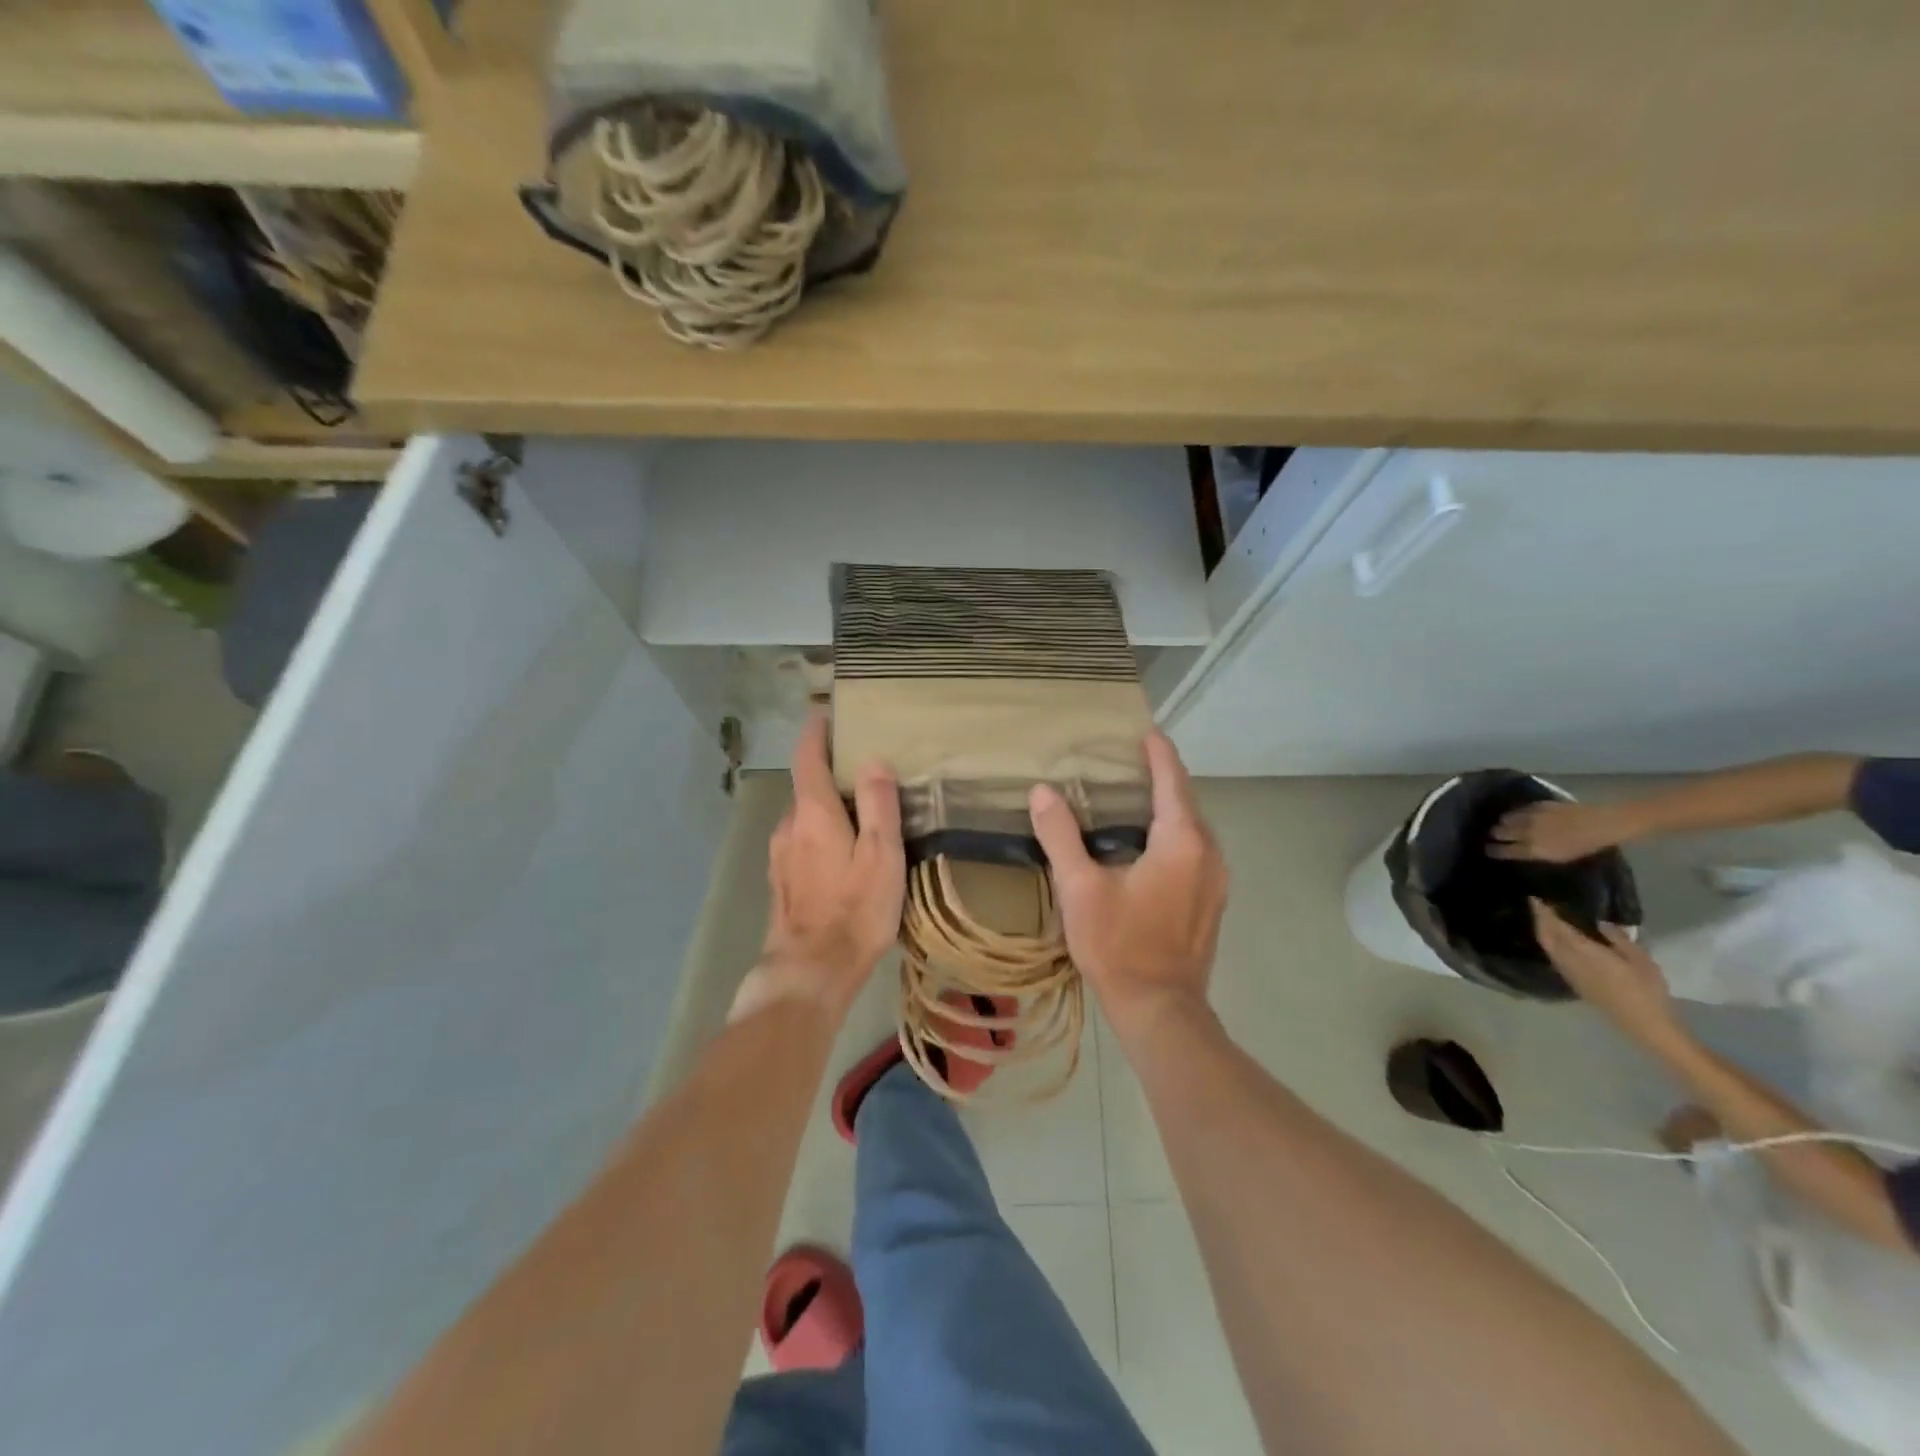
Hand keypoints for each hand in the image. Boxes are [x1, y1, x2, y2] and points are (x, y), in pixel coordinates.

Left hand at [738, 715, 903, 1021]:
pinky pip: (801, 842)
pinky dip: (820, 833)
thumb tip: (873, 760)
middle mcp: (789, 827)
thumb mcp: (881, 854)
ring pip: (804, 817)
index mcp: (813, 813)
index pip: (807, 758)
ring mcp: (781, 856)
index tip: (827, 714)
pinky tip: (842, 853)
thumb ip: (878, 804)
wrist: (810, 972)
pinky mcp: (782, 882)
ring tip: (859, 812)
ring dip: (826, 807)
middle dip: (830, 773)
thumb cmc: (854, 910)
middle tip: (865, 770)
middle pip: (807, 787)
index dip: (816, 733)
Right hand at [1029, 732, 1228, 1047]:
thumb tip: (1043, 792)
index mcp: (1181, 841)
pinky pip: (1195, 850)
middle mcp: (1208, 853)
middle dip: (1162, 777)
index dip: (1159, 753)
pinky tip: (1147, 843)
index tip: (1145, 731)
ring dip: (1168, 808)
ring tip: (1134, 797)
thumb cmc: (1119, 944)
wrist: (1160, 1008)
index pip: (1172, 781)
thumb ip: (1061, 835)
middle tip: (1129, 761)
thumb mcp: (1080, 888)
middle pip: (1186, 801)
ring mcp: (1216, 880)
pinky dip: (1173, 834)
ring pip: (1193, 828)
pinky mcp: (1212, 901)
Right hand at [1489, 800, 1631, 862]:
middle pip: (1501, 832)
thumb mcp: (1559, 857)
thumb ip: (1536, 854)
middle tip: (1493, 836)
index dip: (1494, 850)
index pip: (1504, 850)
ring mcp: (1532, 816)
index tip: (1487, 850)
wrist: (1603, 823)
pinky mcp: (1538, 804)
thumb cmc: (1585, 846)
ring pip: (1507, 818)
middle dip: (1495, 834)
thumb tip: (1519, 851)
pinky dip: (1516, 812)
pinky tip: (1518, 814)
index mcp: (1533, 849)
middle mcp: (1527, 832)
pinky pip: (1520, 809)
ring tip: (1503, 824)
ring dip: (1503, 822)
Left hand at [1529, 899, 1681, 1047]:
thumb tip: (1600, 922)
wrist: (1644, 1023)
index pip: (1557, 927)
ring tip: (1546, 919)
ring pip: (1548, 947)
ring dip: (1543, 932)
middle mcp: (1569, 961)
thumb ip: (1618, 938)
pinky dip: (1551, 945)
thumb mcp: (1640, 959)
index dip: (1544, 913)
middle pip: (1546, 936)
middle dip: (1540, 920)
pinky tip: (1558, 941)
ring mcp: (1568, 973)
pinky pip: (1554, 958)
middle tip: (1539, 905)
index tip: (1536, 898)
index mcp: (1584, 952)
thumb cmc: (1646, 989)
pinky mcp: (1573, 983)